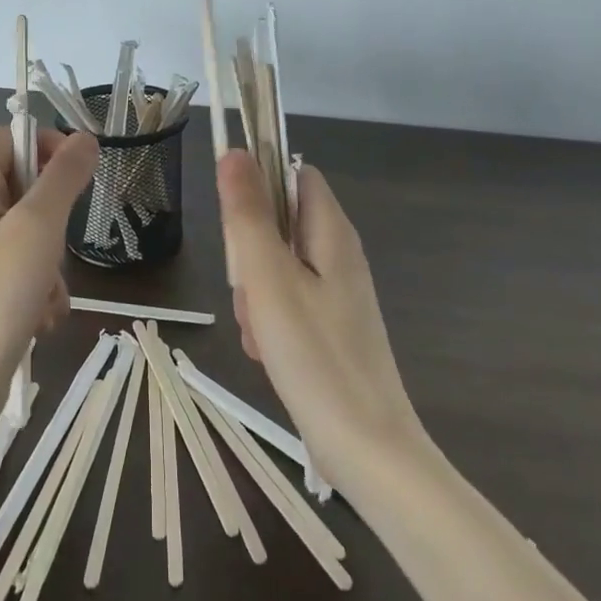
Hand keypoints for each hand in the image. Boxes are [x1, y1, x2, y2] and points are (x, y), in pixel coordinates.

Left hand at [0, 125, 98, 451]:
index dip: (47, 146)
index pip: (10, 138)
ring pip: (29, 232)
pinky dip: (38, 288)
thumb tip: (85, 137)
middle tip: (58, 244)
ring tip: (47, 292)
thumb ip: (63, 178)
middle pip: (23, 186)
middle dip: (53, 217)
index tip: (79, 175)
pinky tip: (40, 318)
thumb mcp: (36, 229)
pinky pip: (20, 268)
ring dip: (50, 261)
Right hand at [217, 150, 426, 490]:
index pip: (293, 174)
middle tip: (248, 292)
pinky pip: (288, 302)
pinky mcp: (331, 326)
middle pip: (279, 222)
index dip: (259, 184)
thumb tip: (235, 152)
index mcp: (331, 231)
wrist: (366, 448)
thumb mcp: (268, 278)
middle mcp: (338, 253)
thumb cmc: (314, 356)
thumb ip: (248, 213)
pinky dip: (270, 321)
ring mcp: (337, 292)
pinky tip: (269, 353)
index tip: (235, 222)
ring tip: (259, 332)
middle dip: (250, 252)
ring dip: (255, 293)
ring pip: (277, 267)